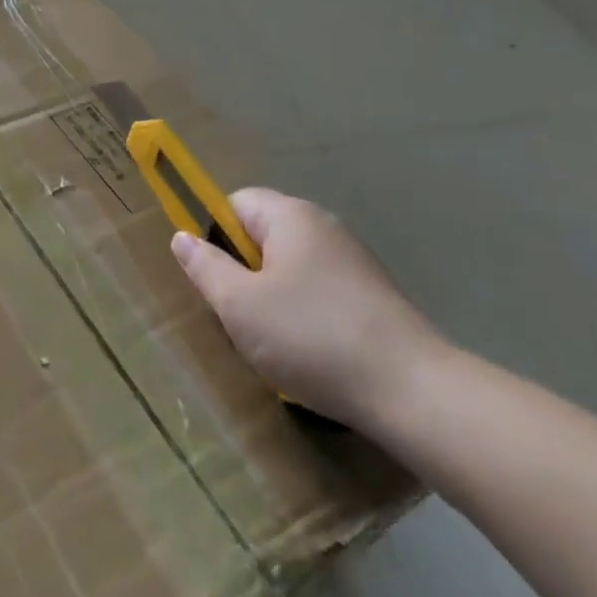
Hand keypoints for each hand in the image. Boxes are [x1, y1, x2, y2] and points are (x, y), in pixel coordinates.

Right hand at [171, 189, 447, 428]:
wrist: (415, 393)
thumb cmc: (312, 336)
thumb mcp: (239, 305)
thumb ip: (205, 267)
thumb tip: (182, 237)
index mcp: (290, 216)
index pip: (235, 203)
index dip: (214, 234)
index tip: (214, 277)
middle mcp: (324, 227)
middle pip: (263, 235)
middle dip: (243, 270)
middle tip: (237, 313)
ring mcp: (354, 261)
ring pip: (290, 267)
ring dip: (272, 296)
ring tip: (272, 340)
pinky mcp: (374, 296)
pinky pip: (319, 291)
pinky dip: (304, 314)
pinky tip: (309, 352)